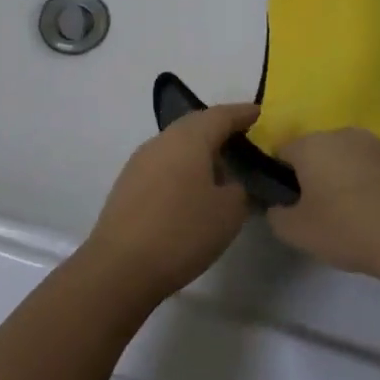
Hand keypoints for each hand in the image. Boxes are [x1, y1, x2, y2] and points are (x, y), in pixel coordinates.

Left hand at [79, 103, 260, 307]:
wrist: (121, 266)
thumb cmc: (183, 231)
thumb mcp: (229, 212)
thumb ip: (238, 189)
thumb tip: (230, 182)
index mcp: (188, 138)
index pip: (220, 116)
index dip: (242, 113)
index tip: (259, 113)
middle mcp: (161, 141)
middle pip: (195, 126)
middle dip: (219, 130)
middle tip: (242, 139)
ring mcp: (140, 162)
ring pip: (177, 146)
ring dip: (200, 152)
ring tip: (221, 170)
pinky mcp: (128, 184)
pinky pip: (164, 165)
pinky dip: (183, 169)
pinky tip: (192, 191)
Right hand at [266, 128, 379, 287]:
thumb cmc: (350, 229)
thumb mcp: (298, 232)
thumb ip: (277, 215)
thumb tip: (277, 207)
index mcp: (312, 144)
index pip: (282, 150)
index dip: (281, 176)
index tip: (290, 203)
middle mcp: (344, 134)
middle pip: (319, 151)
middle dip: (316, 174)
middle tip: (320, 210)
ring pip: (351, 158)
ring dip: (347, 178)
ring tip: (354, 214)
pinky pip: (379, 169)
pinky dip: (375, 185)